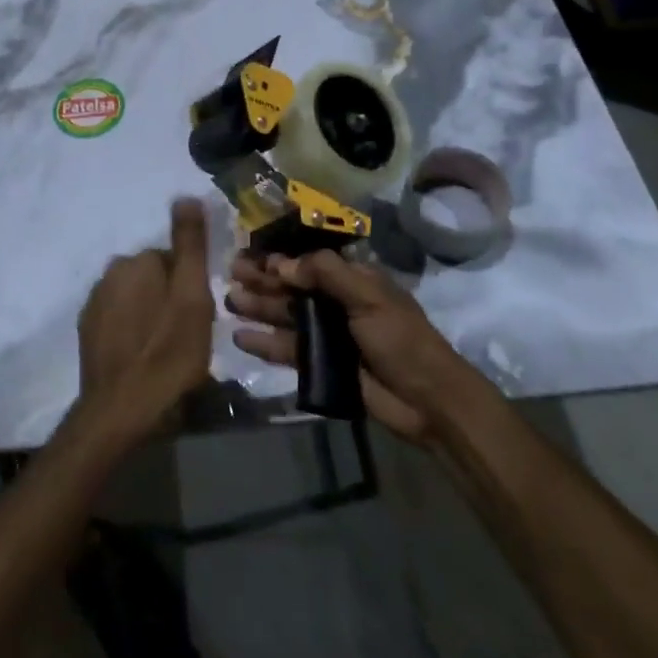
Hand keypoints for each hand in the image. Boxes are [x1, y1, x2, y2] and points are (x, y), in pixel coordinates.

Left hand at [76, 200, 215, 442]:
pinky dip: (131, 331)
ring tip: (165, 350)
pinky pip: (118, 320)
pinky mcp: (87, 332)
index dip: (190, 287)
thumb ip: (189, 244)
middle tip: (184, 334)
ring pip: (135, 298)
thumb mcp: (192, 296)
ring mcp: (93, 304)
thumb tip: (185, 196)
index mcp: (136, 261)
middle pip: (152, 277)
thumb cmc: (168, 353)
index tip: (198, 316)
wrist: (122, 411)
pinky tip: (142, 357)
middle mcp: (109, 273)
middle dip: (168, 298)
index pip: (172, 260)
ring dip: (150, 314)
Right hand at [228, 251, 478, 443]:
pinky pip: (288, 350)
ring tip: (229, 303)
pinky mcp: (321, 365)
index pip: (309, 263)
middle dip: (263, 282)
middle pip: (293, 288)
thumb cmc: (401, 339)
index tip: (248, 256)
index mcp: (354, 280)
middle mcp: (337, 303)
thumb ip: (326, 274)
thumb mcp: (369, 297)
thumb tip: (282, 264)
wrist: (427, 401)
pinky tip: (241, 338)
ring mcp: (328, 335)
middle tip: (230, 276)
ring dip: (259, 308)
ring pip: (286, 316)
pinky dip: (266, 343)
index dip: (279, 259)